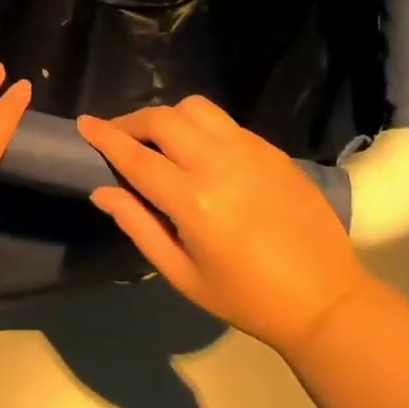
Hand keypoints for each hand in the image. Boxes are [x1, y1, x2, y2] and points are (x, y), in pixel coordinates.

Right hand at [77, 98, 364, 354]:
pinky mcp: (269, 148)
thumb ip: (138, 227)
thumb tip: (102, 190)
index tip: (83, 123)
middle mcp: (217, 164)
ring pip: (194, 107)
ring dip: (167, 116)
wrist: (325, 299)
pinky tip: (199, 150)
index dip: (105, 137)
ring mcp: (247, 149)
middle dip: (132, 122)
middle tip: (119, 136)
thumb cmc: (247, 298)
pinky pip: (223, 121)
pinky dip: (199, 126)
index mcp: (193, 201)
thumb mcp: (184, 276)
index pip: (136, 156)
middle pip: (162, 119)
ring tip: (160, 139)